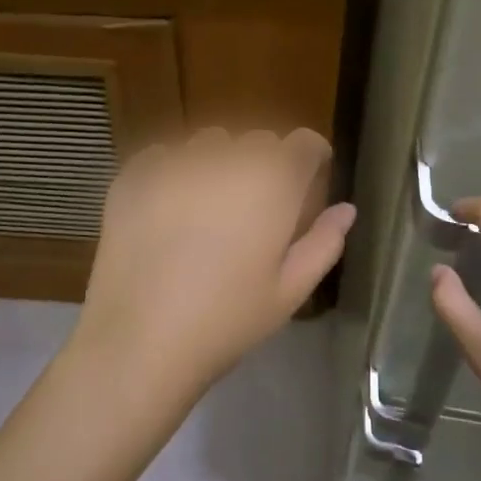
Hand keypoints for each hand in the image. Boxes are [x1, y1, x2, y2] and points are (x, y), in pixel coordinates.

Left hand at [73, 128, 355, 399]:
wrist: (141, 340)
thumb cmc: (227, 321)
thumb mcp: (289, 291)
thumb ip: (324, 242)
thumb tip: (346, 209)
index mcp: (272, 182)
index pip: (303, 143)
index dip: (309, 157)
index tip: (307, 179)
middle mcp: (227, 158)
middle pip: (257, 141)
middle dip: (264, 163)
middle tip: (254, 206)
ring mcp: (176, 162)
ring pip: (209, 143)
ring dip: (218, 163)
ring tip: (207, 207)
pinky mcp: (134, 174)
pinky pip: (162, 156)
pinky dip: (171, 173)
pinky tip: (165, 211)